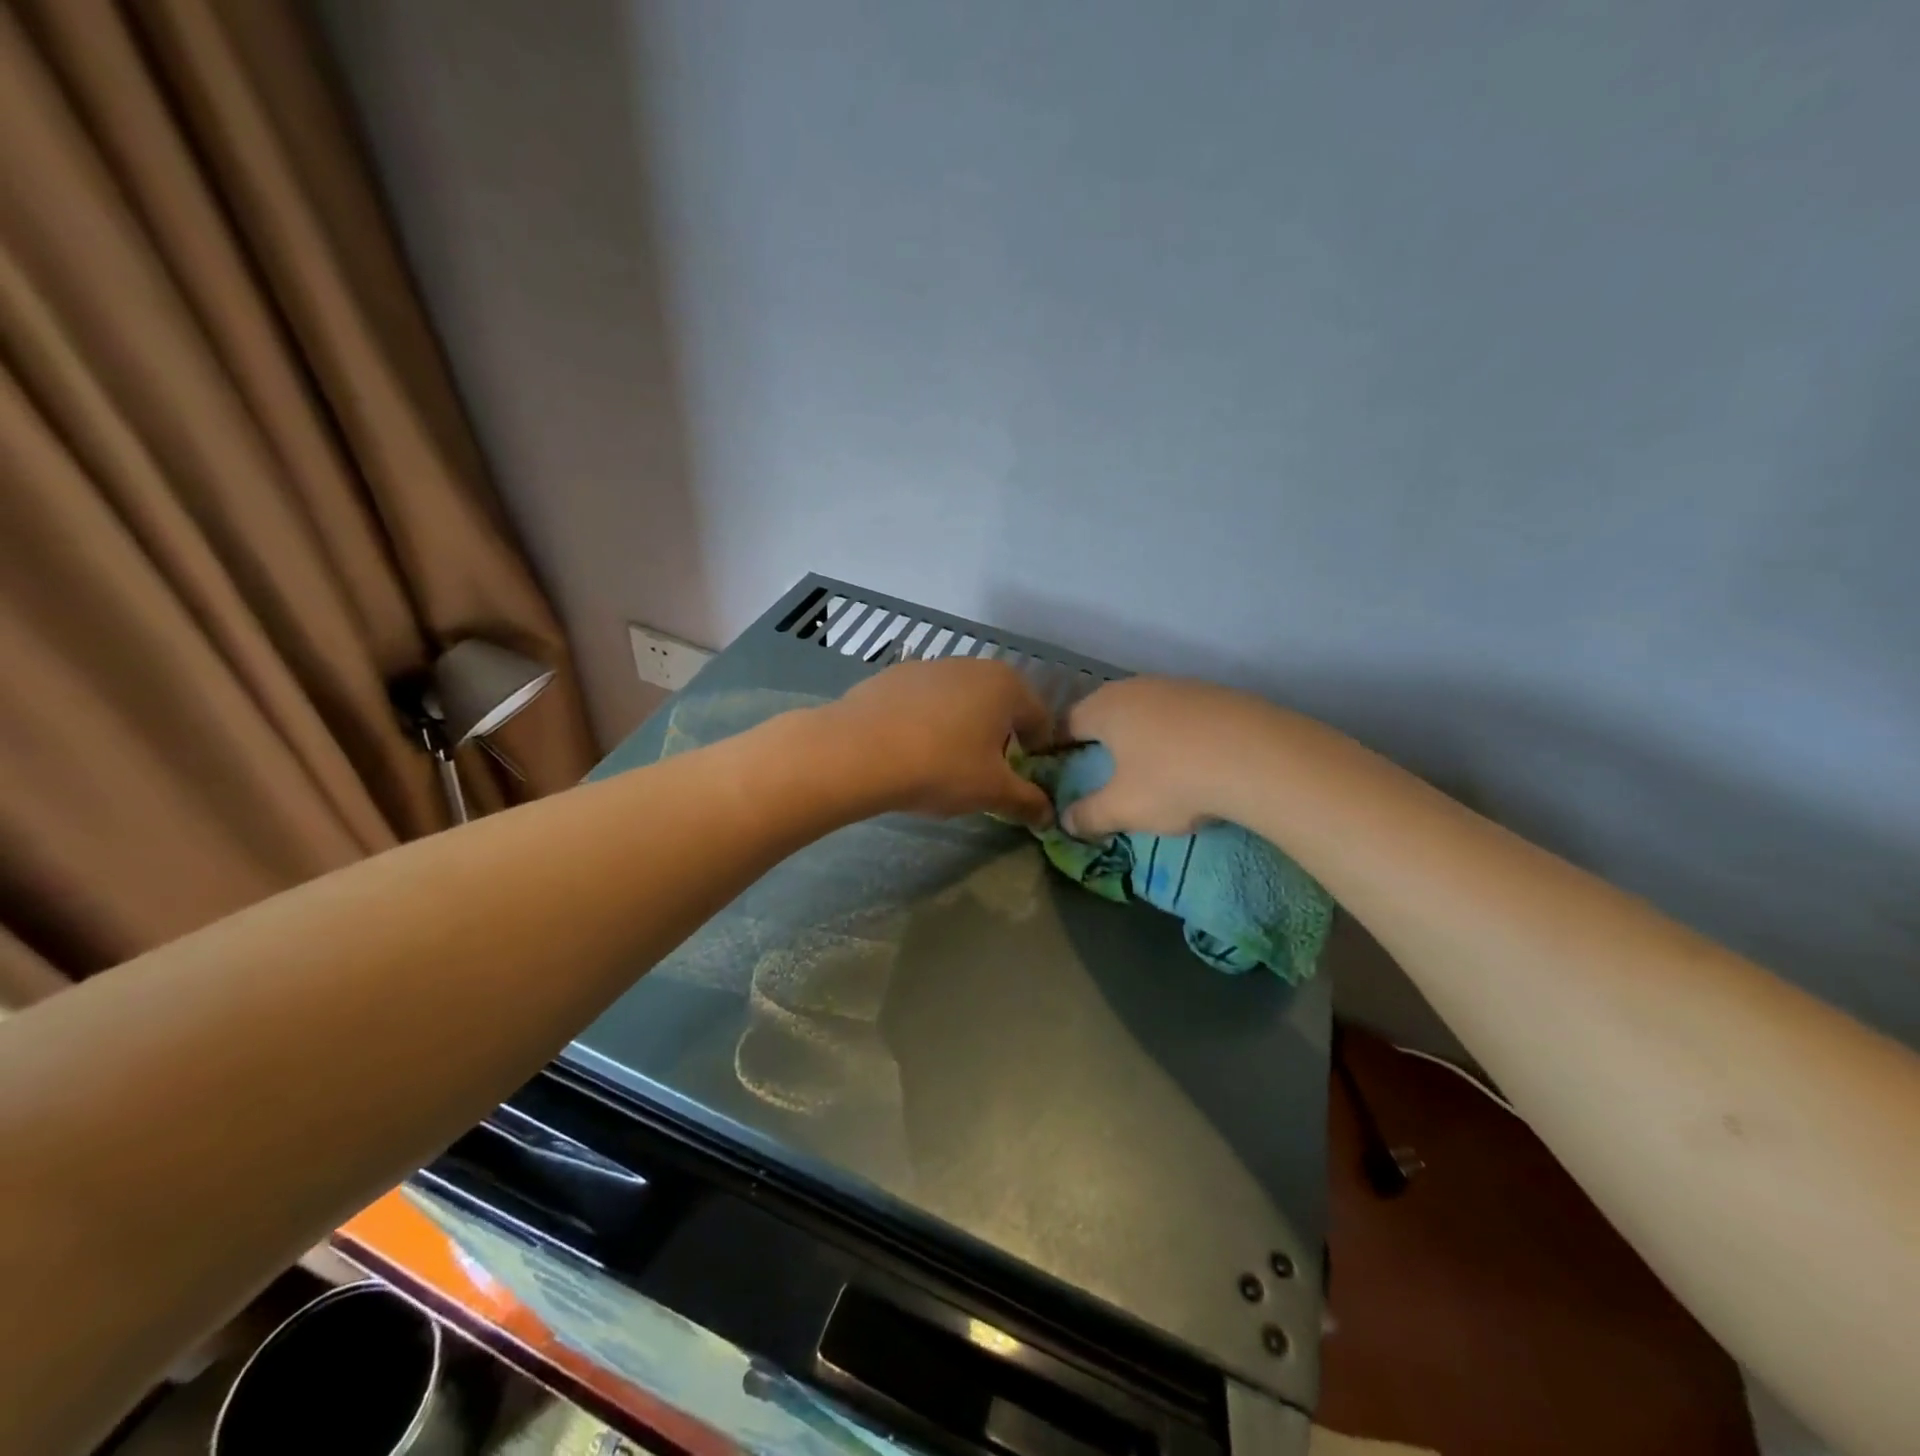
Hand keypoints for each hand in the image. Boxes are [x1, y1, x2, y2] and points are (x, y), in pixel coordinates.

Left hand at [823, 658, 1055, 826]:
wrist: (857, 751)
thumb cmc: (940, 767)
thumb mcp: (992, 792)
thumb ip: (1027, 801)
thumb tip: (1048, 814)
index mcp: (1007, 686)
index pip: (1040, 719)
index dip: (1038, 752)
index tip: (1023, 778)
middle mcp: (973, 665)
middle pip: (999, 705)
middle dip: (999, 737)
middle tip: (985, 772)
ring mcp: (930, 666)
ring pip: (960, 700)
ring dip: (962, 727)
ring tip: (943, 763)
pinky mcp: (893, 675)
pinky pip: (924, 702)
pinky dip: (926, 722)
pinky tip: (909, 749)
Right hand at [1062, 676, 1266, 836]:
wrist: (1261, 757)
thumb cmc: (1174, 780)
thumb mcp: (1124, 808)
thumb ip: (1089, 815)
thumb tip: (1066, 822)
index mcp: (1106, 708)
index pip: (1066, 722)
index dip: (1057, 747)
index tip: (1059, 769)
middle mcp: (1138, 687)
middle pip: (1106, 711)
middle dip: (1100, 739)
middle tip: (1102, 769)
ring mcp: (1180, 686)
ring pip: (1146, 710)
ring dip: (1141, 735)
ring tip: (1149, 767)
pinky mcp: (1217, 694)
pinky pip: (1182, 715)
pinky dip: (1177, 735)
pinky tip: (1193, 759)